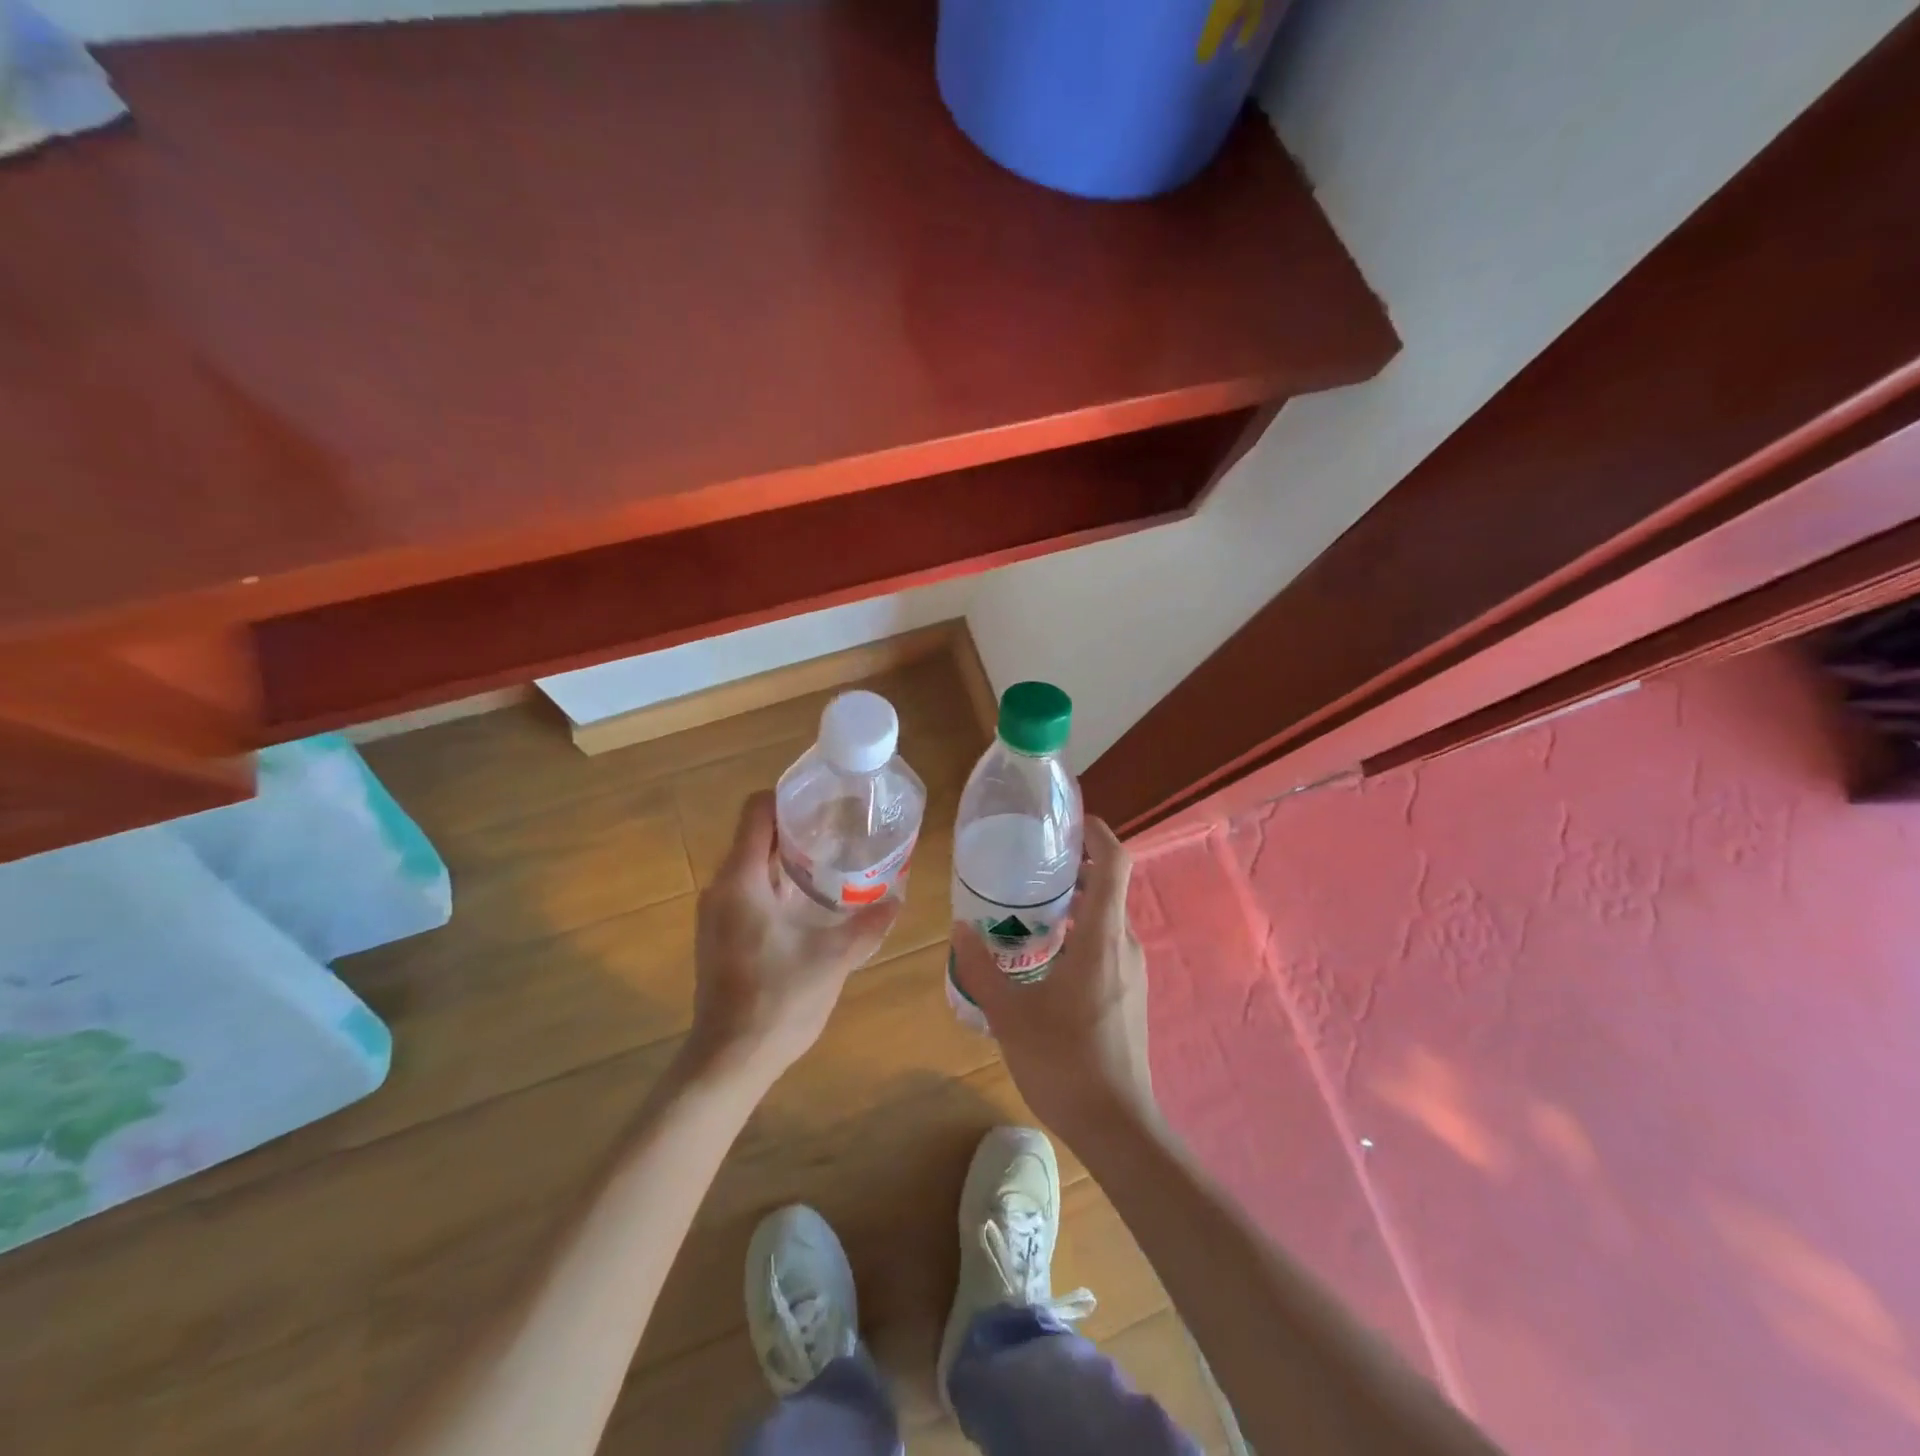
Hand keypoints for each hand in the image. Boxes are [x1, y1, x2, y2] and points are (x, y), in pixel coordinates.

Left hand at [687, 791, 899, 1087]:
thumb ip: (868, 926)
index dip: (789, 797)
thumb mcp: (833, 960)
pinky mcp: (719, 935)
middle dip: (796, 828)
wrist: (729, 1060)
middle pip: (755, 835)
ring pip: (751, 865)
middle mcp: (721, 888)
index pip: (757, 811)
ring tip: (831, 863)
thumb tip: (899, 899)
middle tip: (840, 831)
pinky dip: (776, 884)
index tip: (826, 802)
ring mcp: (716, 914)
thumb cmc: (777, 1001)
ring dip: (787, 858)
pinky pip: (747, 890)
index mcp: (741, 880)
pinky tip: (809, 904)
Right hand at [949, 818, 1158, 1144]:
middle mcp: (1126, 945)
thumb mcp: (1010, 1015)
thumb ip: (981, 969)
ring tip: (1029, 908)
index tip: (1069, 822)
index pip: (1116, 863)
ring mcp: (1133, 971)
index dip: (1098, 833)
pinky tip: (1046, 957)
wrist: (1118, 1127)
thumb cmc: (1065, 1063)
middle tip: (1029, 865)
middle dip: (1075, 869)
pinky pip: (1107, 945)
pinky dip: (1081, 933)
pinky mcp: (1130, 994)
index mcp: (1103, 937)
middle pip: (1109, 887)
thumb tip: (960, 929)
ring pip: (1107, 919)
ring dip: (1075, 904)